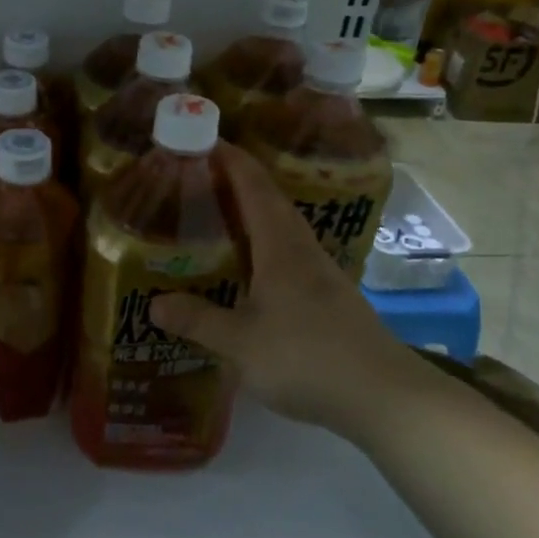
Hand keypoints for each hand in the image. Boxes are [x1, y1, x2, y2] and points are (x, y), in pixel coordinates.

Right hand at [149, 144, 407, 425]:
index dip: (232, 161)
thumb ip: (197, 320)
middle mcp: (303, 251)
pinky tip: (250, 269)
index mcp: (280, 247)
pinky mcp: (330, 299)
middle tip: (201, 177)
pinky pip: (290, 256)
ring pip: (282, 230)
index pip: (255, 188)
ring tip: (219, 217)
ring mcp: (321, 275)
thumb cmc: (307, 358)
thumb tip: (154, 303)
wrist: (384, 396)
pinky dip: (264, 247)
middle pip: (271, 202)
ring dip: (253, 214)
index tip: (206, 141)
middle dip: (239, 182)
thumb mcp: (240, 343)